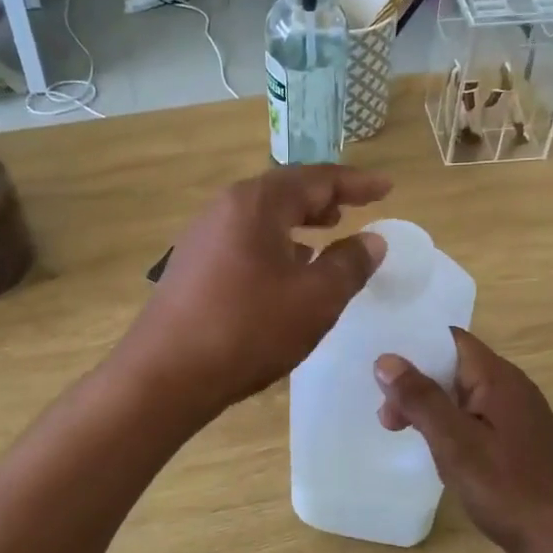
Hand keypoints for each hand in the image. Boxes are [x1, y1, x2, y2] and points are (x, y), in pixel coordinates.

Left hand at [120, 166, 389, 417]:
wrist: (166, 373)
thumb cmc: (249, 329)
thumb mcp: (315, 299)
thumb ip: (350, 264)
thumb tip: (372, 240)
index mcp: (256, 204)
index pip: (316, 179)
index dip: (355, 183)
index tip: (386, 188)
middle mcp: (225, 208)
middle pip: (284, 191)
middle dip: (324, 198)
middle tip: (356, 207)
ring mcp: (203, 236)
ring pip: (262, 216)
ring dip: (298, 221)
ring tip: (326, 233)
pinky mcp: (192, 265)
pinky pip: (244, 239)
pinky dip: (274, 243)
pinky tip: (286, 269)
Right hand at [374, 329, 552, 552]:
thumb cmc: (508, 488)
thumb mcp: (455, 443)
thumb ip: (421, 399)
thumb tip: (386, 359)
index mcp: (497, 377)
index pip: (450, 339)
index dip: (414, 346)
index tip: (381, 368)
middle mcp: (510, 386)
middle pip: (454, 366)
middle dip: (417, 382)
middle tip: (387, 417)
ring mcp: (517, 413)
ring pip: (463, 394)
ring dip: (431, 406)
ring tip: (403, 432)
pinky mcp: (518, 438)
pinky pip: (475, 416)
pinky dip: (450, 424)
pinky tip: (437, 449)